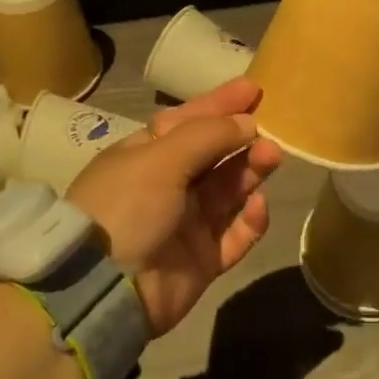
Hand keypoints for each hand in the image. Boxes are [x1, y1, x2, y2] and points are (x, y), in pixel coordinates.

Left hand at [65, 78, 284, 334]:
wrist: (104, 289)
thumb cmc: (127, 206)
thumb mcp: (160, 158)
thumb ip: (208, 136)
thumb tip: (248, 122)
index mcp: (145, 154)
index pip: (188, 120)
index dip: (220, 104)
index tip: (254, 89)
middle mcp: (166, 184)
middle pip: (214, 154)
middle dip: (242, 138)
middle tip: (273, 128)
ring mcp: (185, 223)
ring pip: (228, 190)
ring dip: (251, 172)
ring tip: (272, 157)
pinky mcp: (202, 259)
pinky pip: (235, 235)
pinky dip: (250, 220)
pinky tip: (258, 205)